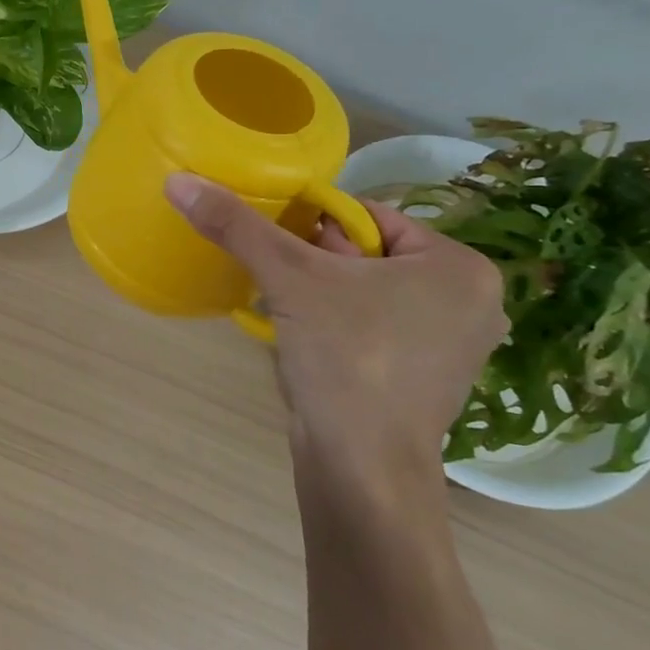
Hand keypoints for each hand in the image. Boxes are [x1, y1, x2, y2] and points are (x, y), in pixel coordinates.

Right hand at [165, 175, 506, 489]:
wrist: (362, 467)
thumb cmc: (346, 358)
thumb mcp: (288, 278)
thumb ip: (236, 225)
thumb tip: (179, 181)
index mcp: (460, 267)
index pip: (369, 217)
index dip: (313, 224)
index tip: (275, 244)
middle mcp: (470, 303)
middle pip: (367, 254)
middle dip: (315, 261)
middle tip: (278, 277)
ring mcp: (450, 346)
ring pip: (366, 292)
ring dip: (320, 293)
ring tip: (285, 307)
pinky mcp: (424, 380)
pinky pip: (371, 327)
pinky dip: (335, 324)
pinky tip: (306, 340)